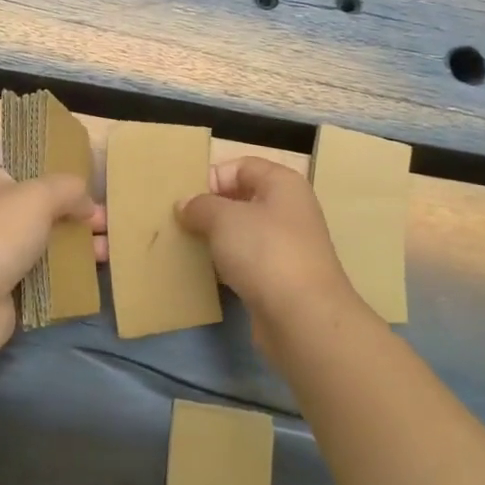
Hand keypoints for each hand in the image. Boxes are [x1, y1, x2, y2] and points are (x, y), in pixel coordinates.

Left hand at [0, 166, 104, 358]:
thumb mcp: (39, 195)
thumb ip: (69, 189)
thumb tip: (86, 203)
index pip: (32, 176)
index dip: (63, 183)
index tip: (93, 195)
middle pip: (44, 212)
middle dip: (78, 218)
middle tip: (110, 228)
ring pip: (46, 245)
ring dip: (77, 249)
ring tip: (109, 254)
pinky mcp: (6, 289)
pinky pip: (43, 277)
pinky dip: (65, 277)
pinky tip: (90, 277)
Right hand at [176, 157, 365, 366]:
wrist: (304, 318)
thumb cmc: (265, 252)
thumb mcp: (223, 219)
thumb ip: (200, 205)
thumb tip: (185, 204)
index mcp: (283, 184)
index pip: (241, 166)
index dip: (213, 177)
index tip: (187, 199)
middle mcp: (290, 210)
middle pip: (243, 198)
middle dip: (211, 209)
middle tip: (181, 222)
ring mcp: (288, 246)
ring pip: (244, 233)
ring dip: (217, 239)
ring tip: (188, 246)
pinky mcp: (282, 279)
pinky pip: (248, 262)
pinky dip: (228, 265)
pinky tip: (208, 274)